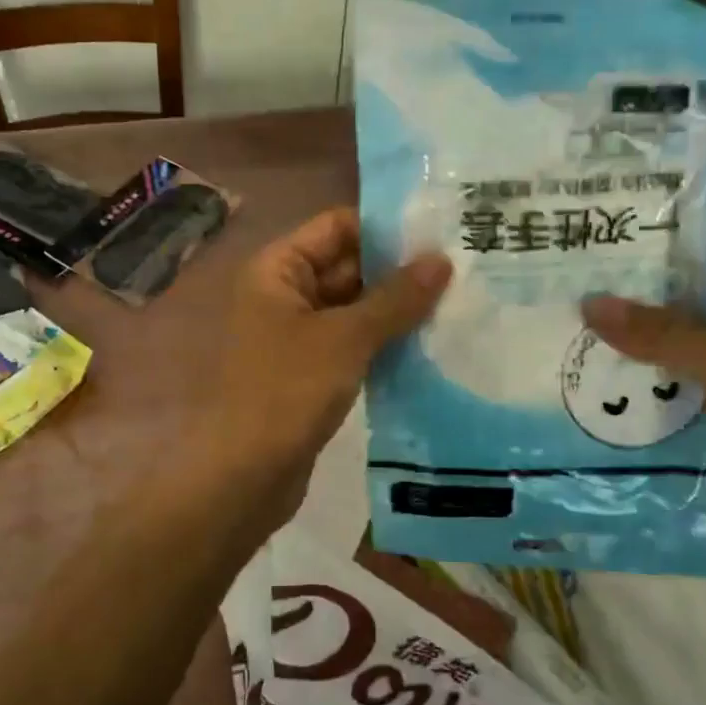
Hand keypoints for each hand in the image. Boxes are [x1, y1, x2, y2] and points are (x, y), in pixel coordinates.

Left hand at [201, 208, 449, 533]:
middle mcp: (283, 294)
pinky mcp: (310, 373)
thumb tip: (442, 259)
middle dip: (398, 271)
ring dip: (395, 310)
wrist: (243, 477)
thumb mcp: (346, 338)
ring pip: (353, 309)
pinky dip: (383, 343)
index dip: (385, 228)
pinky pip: (352, 344)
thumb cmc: (287, 392)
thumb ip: (396, 298)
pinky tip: (429, 345)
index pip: (336, 226)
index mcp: (277, 269)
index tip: (440, 233)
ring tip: (456, 304)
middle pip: (347, 266)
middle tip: (462, 270)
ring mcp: (296, 336)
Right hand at [582, 217, 705, 545]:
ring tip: (556, 328)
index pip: (701, 249)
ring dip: (621, 344)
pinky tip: (584, 384)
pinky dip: (632, 388)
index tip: (603, 225)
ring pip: (662, 348)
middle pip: (671, 300)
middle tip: (557, 279)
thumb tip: (589, 303)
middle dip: (622, 293)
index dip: (658, 234)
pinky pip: (663, 391)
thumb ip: (660, 333)